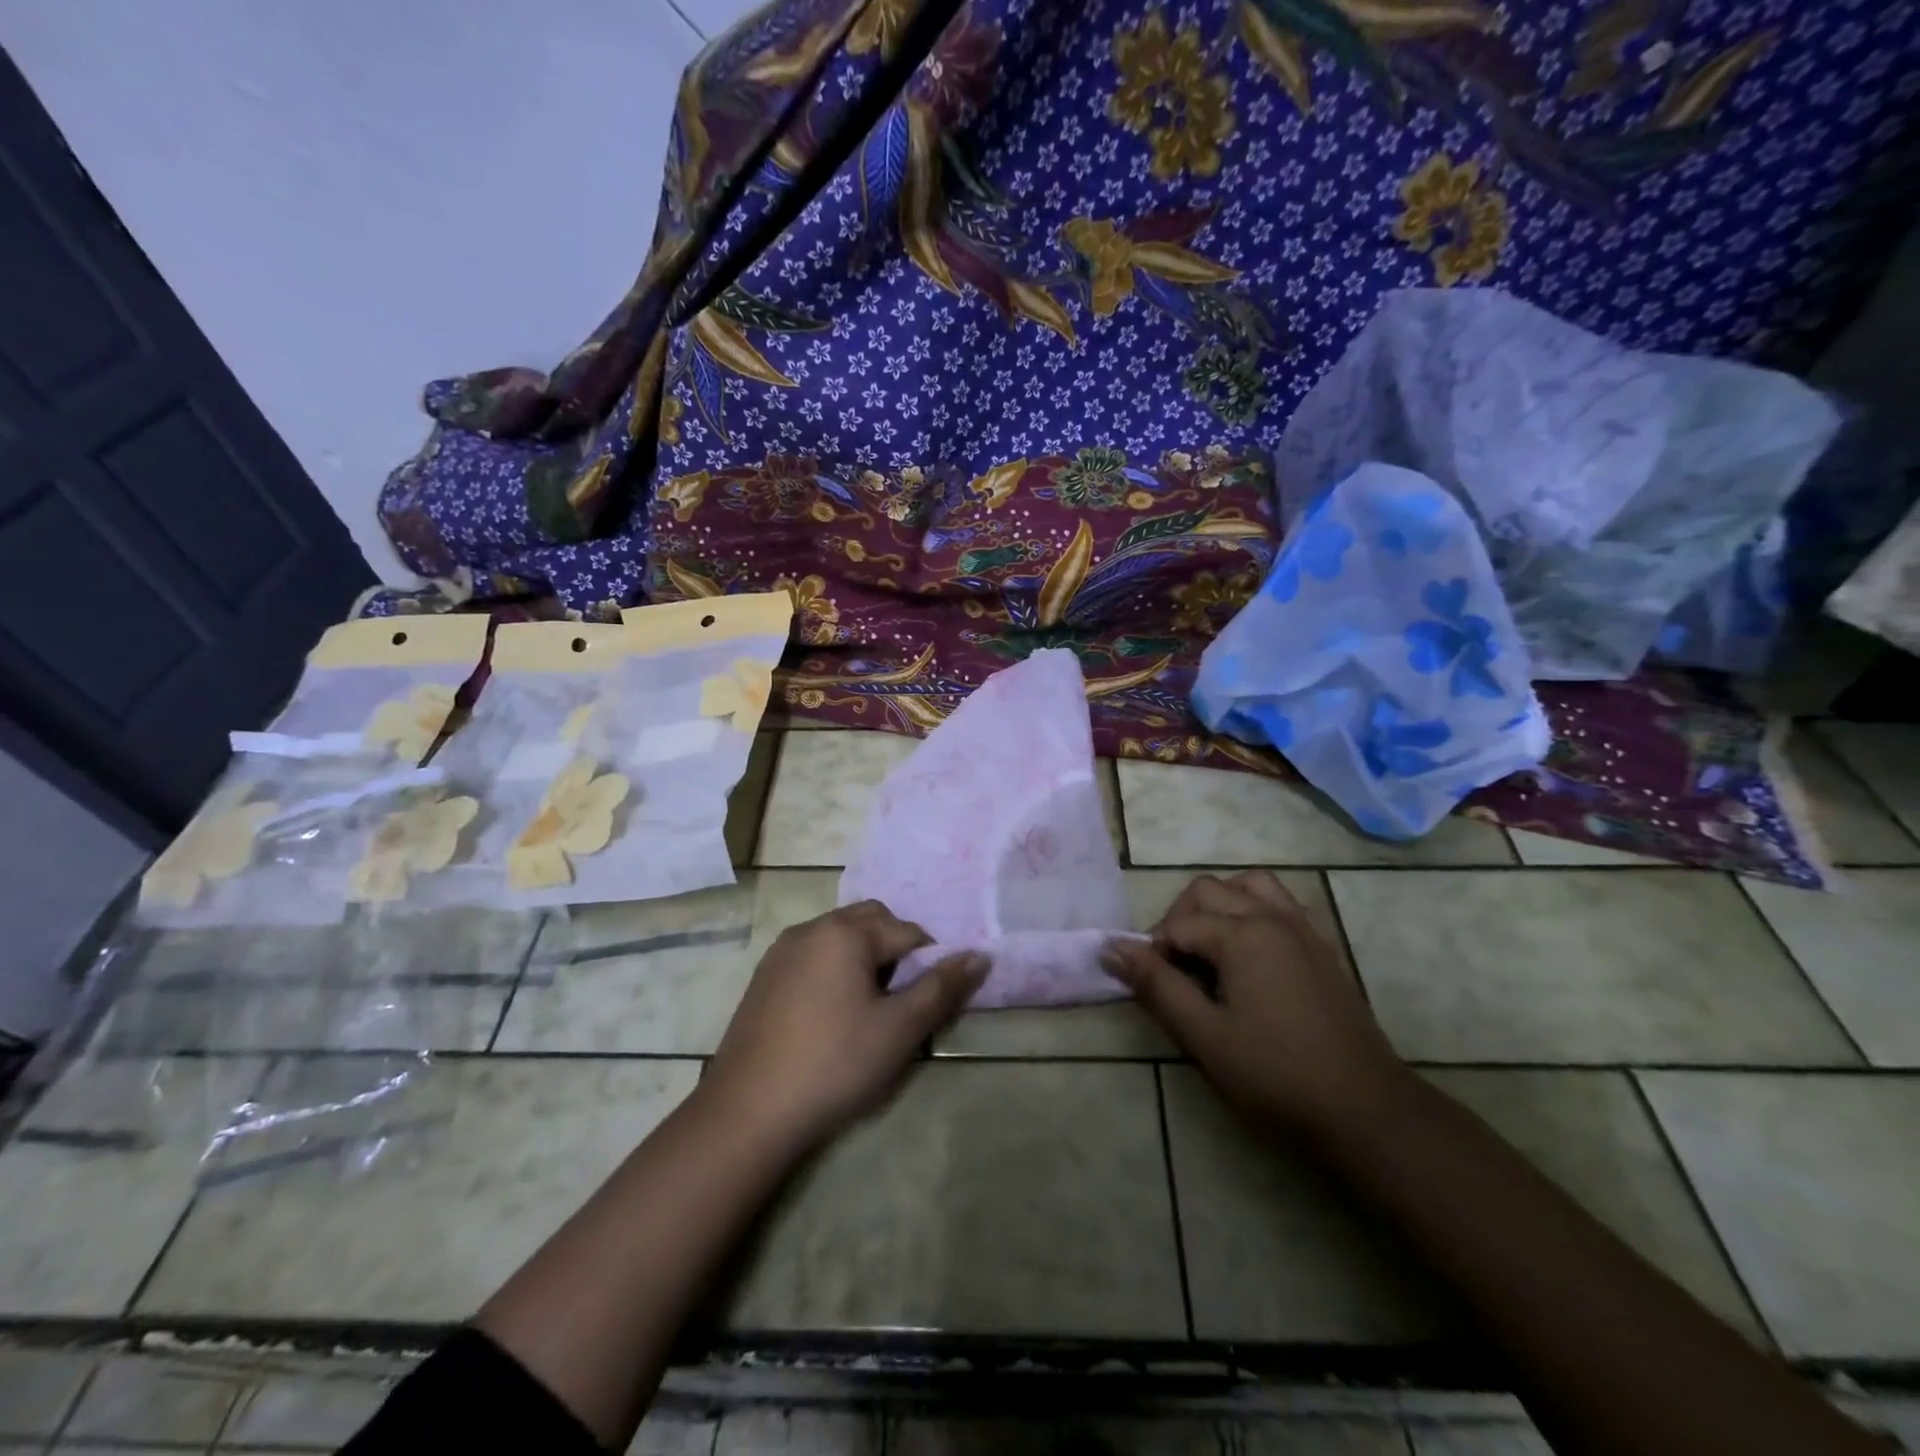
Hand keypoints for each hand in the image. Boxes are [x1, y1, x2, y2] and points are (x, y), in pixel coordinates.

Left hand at [699, 900, 987, 1154]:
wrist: (748, 1111)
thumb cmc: (834, 1063)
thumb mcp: (900, 1029)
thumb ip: (942, 988)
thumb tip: (980, 955)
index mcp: (846, 931)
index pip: (908, 931)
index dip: (927, 964)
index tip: (925, 1005)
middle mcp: (812, 927)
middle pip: (871, 922)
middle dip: (895, 951)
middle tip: (900, 1001)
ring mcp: (782, 950)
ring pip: (840, 937)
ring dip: (864, 959)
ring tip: (868, 1009)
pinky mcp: (764, 976)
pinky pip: (813, 956)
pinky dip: (834, 970)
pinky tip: (832, 1015)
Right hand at [1101, 871, 1410, 1138]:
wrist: (1367, 1113)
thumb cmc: (1277, 1076)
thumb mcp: (1205, 1036)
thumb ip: (1156, 986)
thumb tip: (1111, 947)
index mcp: (1243, 935)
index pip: (1179, 923)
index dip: (1155, 952)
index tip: (1154, 990)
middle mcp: (1273, 918)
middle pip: (1209, 891)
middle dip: (1181, 920)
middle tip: (1176, 970)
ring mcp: (1304, 930)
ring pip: (1250, 885)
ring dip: (1221, 905)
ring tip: (1211, 950)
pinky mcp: (1324, 948)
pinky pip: (1282, 904)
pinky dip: (1256, 911)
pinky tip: (1251, 956)